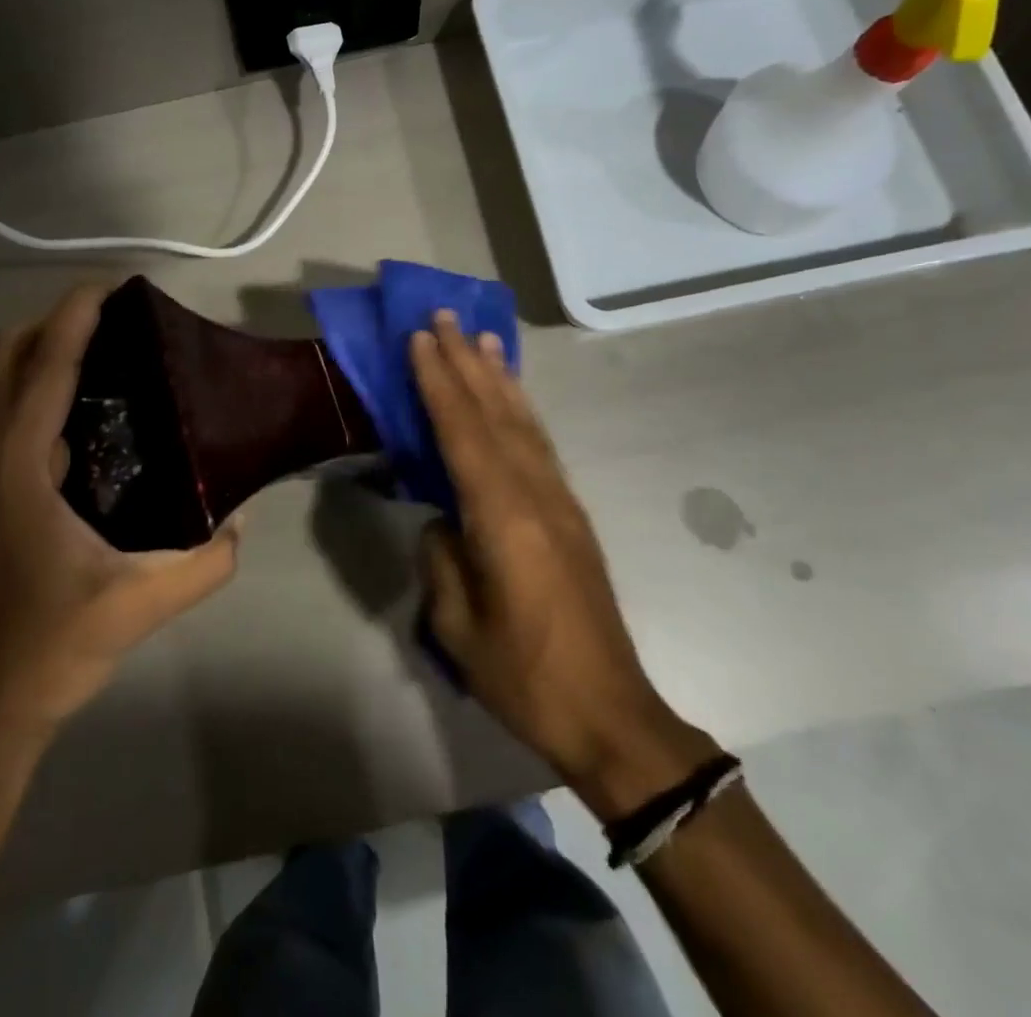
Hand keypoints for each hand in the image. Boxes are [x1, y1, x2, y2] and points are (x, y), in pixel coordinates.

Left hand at [0, 284, 240, 733]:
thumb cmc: (55, 642)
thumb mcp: (142, 603)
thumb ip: (206, 562)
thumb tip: (241, 521)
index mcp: (22, 467)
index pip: (45, 368)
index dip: (74, 317)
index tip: (110, 286)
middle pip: (4, 360)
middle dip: (49, 324)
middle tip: (110, 322)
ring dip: (36, 353)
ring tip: (98, 353)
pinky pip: (6, 417)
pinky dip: (35, 390)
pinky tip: (85, 415)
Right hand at [411, 312, 717, 818]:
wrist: (610, 714)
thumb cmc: (525, 675)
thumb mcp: (458, 625)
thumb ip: (442, 559)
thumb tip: (441, 520)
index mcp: (504, 517)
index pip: (462, 431)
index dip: (439, 381)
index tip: (420, 338)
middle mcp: (536, 494)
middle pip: (495, 413)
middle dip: (466, 361)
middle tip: (445, 316)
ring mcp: (559, 502)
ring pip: (523, 422)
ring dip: (499, 376)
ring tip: (482, 338)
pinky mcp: (571, 515)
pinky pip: (539, 445)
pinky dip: (521, 410)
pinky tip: (511, 398)